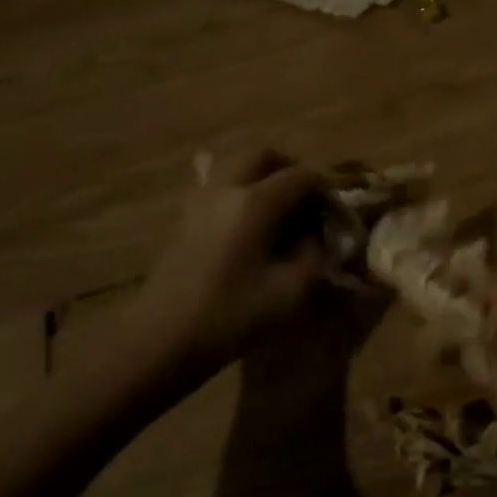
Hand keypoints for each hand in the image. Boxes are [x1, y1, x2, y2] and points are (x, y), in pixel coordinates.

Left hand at [138, 149, 328, 370]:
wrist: (160, 341)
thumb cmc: (229, 316)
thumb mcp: (289, 293)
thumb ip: (313, 257)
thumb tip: (316, 238)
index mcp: (255, 202)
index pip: (301, 176)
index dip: (324, 189)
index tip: (336, 211)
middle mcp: (227, 189)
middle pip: (262, 155)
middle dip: (290, 168)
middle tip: (307, 198)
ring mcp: (200, 201)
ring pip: (235, 165)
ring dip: (262, 175)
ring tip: (279, 207)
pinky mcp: (185, 218)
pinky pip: (215, 185)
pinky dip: (237, 189)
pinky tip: (247, 218)